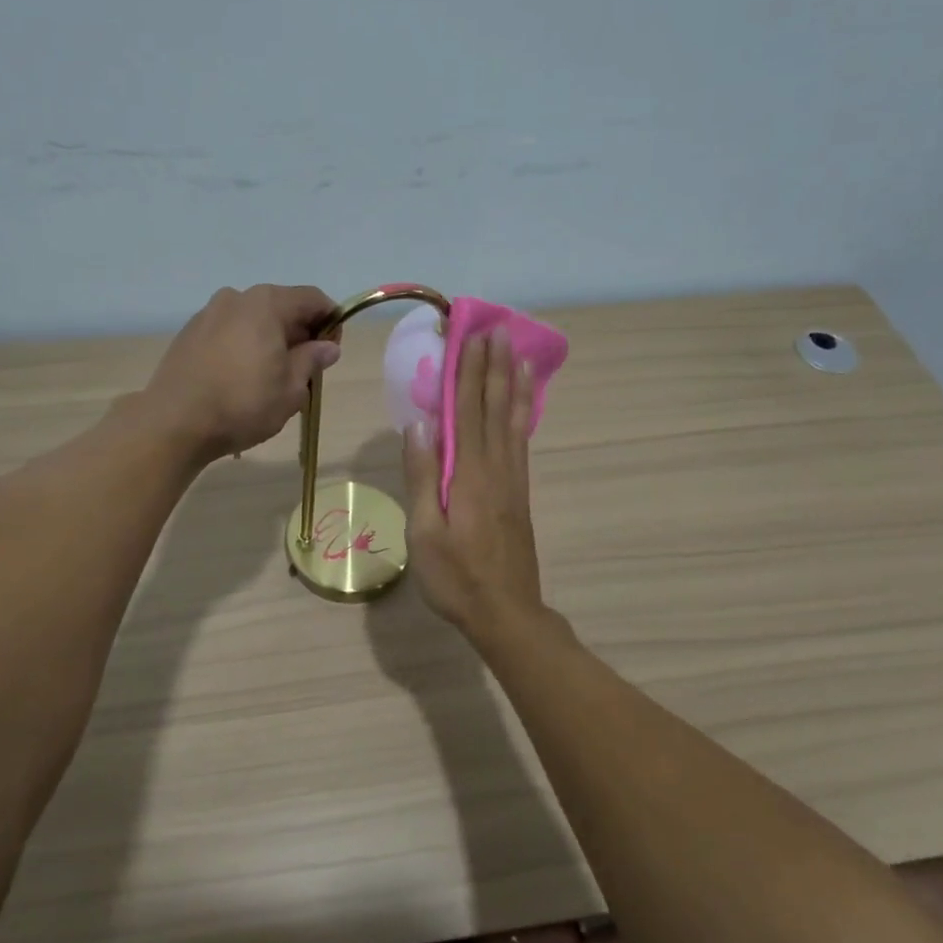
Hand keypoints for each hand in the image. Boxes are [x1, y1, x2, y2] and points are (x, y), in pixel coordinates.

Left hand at [141, 284, 339, 459]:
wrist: (174, 423)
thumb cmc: (242, 404)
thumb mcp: (290, 389)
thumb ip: (312, 360)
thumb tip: (328, 347)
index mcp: (266, 303)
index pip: (312, 299)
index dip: (330, 322)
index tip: (331, 352)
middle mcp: (236, 298)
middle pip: (281, 306)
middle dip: (299, 333)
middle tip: (304, 370)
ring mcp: (208, 314)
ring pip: (252, 320)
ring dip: (269, 340)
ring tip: (270, 377)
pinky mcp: (188, 334)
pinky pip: (228, 332)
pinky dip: (243, 346)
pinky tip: (240, 378)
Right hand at [401, 327, 545, 640]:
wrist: (506, 613)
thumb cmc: (456, 578)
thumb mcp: (425, 532)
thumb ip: (422, 476)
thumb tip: (419, 424)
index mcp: (468, 475)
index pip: (466, 412)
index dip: (467, 372)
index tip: (470, 336)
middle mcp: (496, 468)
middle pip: (493, 408)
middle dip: (493, 367)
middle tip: (497, 329)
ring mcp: (513, 480)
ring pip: (514, 421)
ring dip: (513, 384)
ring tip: (519, 353)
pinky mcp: (520, 494)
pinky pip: (521, 442)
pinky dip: (523, 415)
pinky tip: (523, 404)